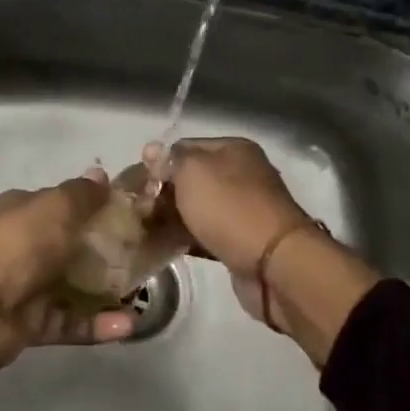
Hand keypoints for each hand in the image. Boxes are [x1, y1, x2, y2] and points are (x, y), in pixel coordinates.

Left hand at [0, 170, 134, 410]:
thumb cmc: (14, 247)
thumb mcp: (53, 209)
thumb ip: (80, 195)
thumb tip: (101, 176)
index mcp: (24, 212)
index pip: (65, 204)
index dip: (98, 205)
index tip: (135, 211)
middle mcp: (24, 246)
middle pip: (73, 246)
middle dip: (108, 250)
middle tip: (150, 253)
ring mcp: (27, 287)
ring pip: (74, 287)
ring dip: (108, 291)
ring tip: (144, 293)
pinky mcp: (31, 325)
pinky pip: (70, 323)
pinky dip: (97, 325)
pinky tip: (128, 325)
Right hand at [147, 137, 309, 274]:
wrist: (273, 264)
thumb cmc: (229, 208)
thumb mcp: (192, 172)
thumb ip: (169, 160)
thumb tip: (152, 150)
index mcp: (234, 149)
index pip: (185, 147)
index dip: (159, 162)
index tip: (136, 183)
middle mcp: (242, 174)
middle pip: (192, 178)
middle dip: (164, 191)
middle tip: (138, 208)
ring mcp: (244, 209)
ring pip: (198, 207)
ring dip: (174, 216)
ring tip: (146, 228)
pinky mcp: (241, 240)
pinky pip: (206, 233)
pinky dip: (188, 237)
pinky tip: (165, 245)